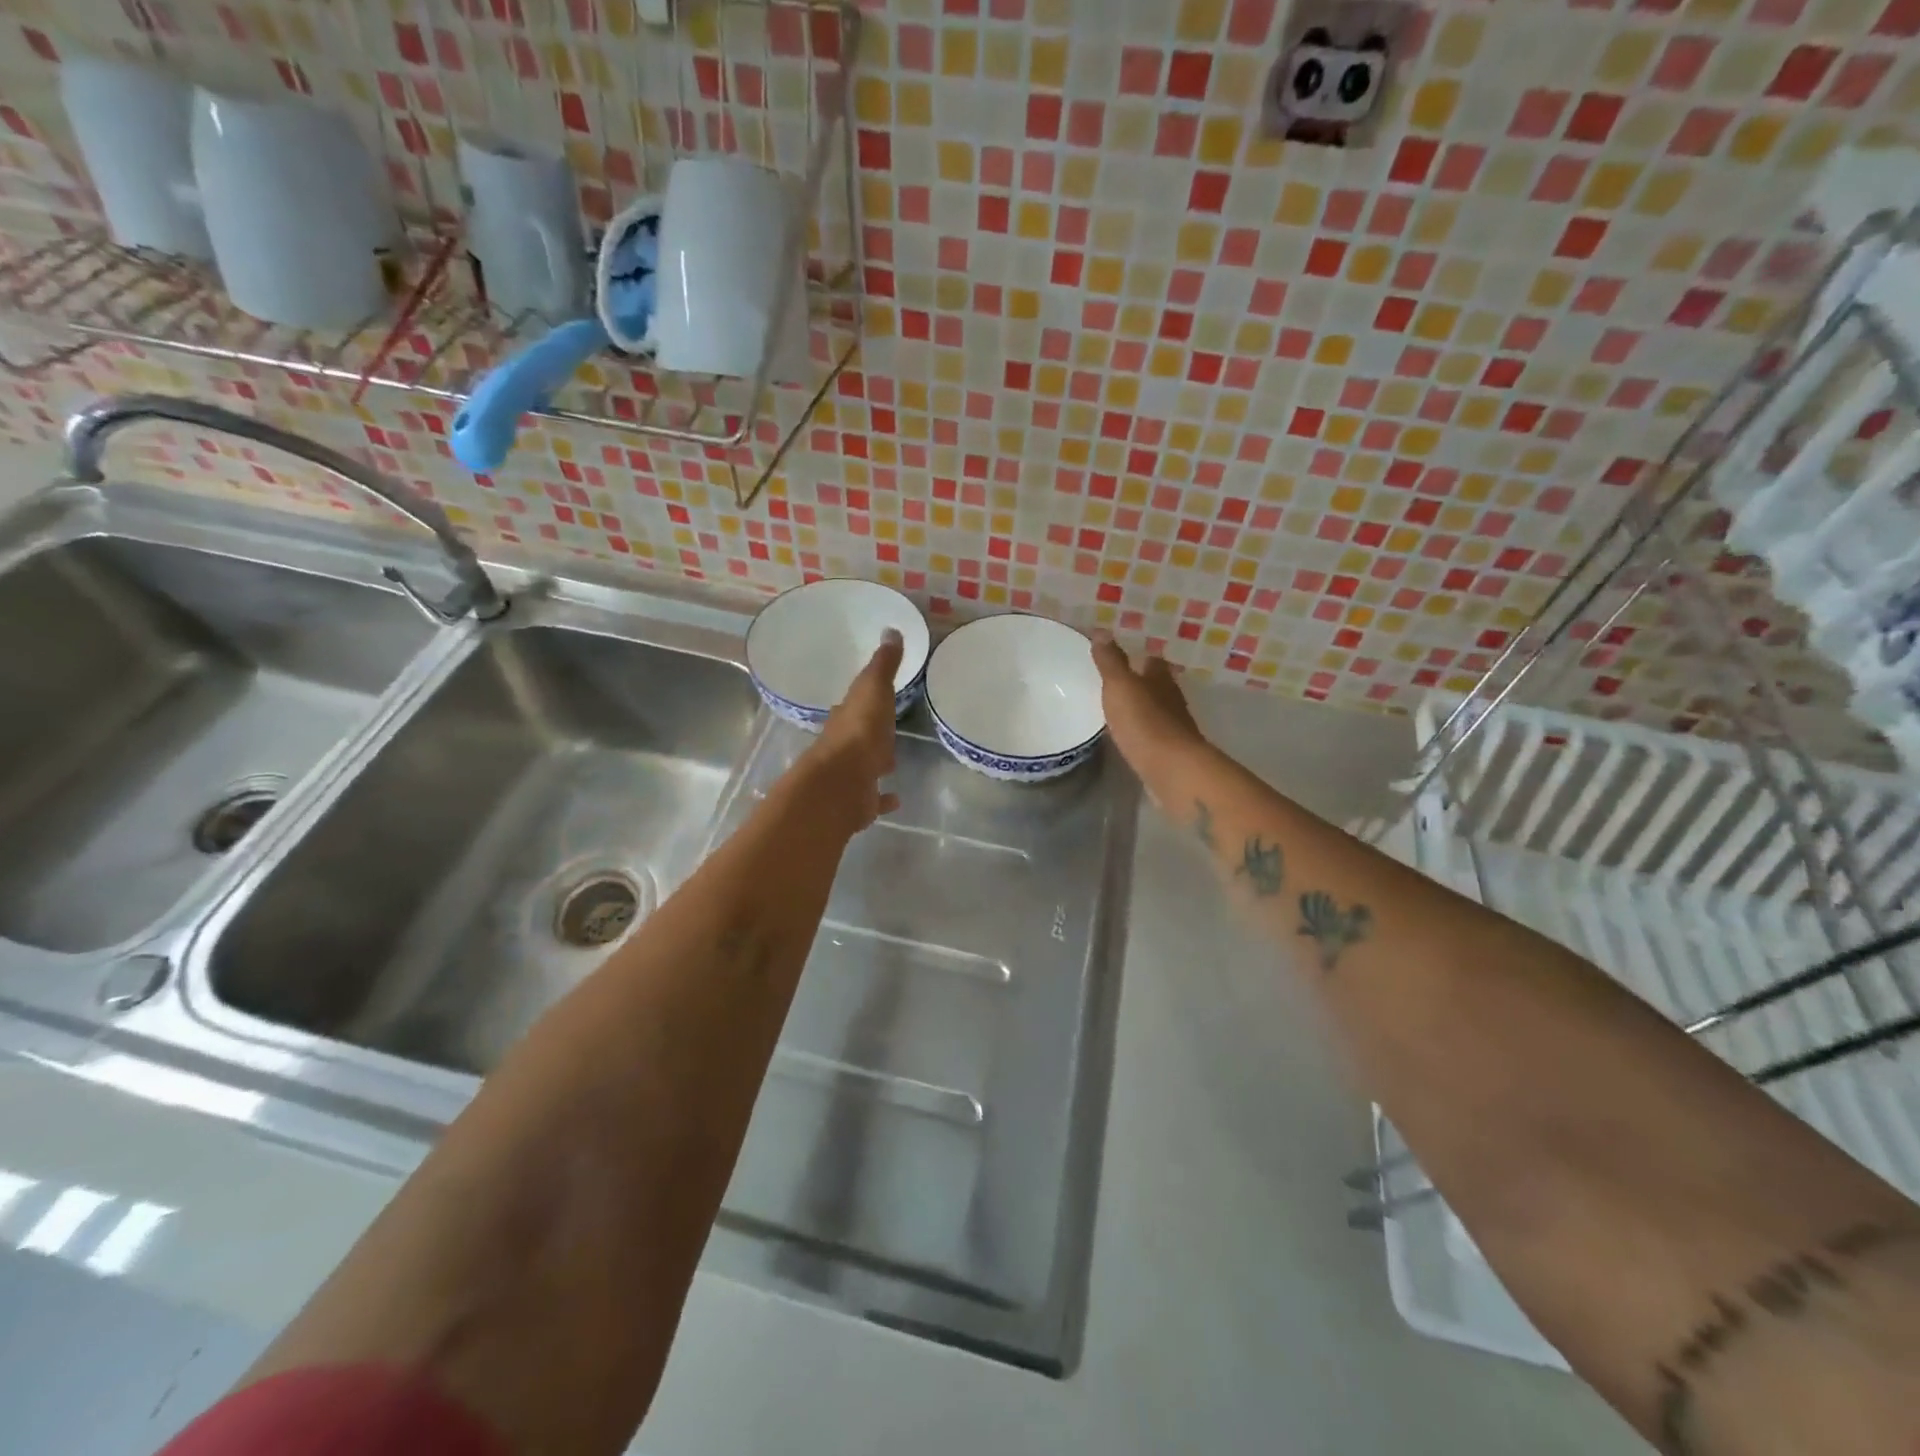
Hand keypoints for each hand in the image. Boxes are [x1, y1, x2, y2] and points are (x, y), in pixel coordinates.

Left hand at [802, 629, 903, 832]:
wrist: (843, 782)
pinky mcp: (860, 801)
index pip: (855, 705)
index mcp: (847, 718)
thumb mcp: (874, 689)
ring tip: (891, 762)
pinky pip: (874, 799)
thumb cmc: (860, 731)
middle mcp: (844, 746)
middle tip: (885, 731)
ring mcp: (851, 776)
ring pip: (864, 767)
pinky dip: (884, 798)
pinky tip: (896, 799)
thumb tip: (891, 629)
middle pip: (858, 736)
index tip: (875, 697)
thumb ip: (884, 664)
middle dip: (870, 733)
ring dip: (875, 764)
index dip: (865, 701)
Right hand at [1091, 633, 1205, 776]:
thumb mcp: (1120, 686)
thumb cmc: (1144, 722)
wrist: (1171, 769)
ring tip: (1117, 711)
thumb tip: (1102, 631)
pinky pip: (1153, 735)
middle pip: (1156, 685)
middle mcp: (1171, 699)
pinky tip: (1128, 737)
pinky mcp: (1170, 751)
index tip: (1120, 659)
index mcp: (1160, 679)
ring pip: (1156, 710)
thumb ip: (1110, 661)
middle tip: (1115, 685)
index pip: (1152, 661)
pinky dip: (1142, 732)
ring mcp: (1174, 727)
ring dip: (1141, 709)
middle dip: (1140, 684)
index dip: (1138, 658)